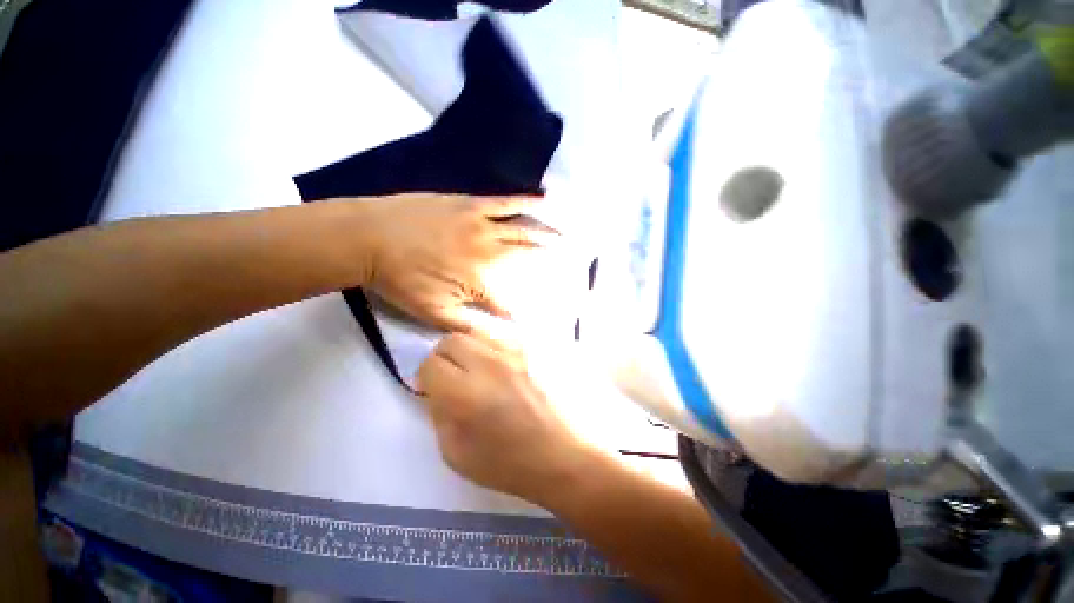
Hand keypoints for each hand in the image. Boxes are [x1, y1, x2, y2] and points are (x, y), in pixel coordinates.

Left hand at [356, 193, 557, 331]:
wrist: (369, 237)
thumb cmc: (399, 279)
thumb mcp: (432, 313)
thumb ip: (468, 325)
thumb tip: (497, 335)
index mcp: (480, 282)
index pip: (510, 301)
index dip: (520, 310)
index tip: (531, 313)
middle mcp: (489, 253)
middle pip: (526, 259)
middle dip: (548, 261)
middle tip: (568, 260)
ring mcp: (482, 225)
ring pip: (523, 230)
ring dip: (547, 234)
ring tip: (566, 235)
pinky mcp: (472, 204)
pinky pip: (507, 202)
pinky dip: (528, 203)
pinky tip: (544, 201)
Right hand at [416, 331, 597, 502]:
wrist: (558, 454)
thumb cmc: (506, 463)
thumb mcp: (455, 452)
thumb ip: (438, 415)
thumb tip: (435, 390)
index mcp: (465, 393)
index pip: (430, 364)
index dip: (426, 377)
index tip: (433, 389)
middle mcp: (488, 364)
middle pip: (451, 340)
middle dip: (443, 357)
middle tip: (451, 376)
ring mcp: (513, 354)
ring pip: (476, 332)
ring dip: (467, 348)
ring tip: (474, 368)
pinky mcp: (530, 353)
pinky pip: (501, 337)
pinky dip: (490, 346)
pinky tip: (497, 365)